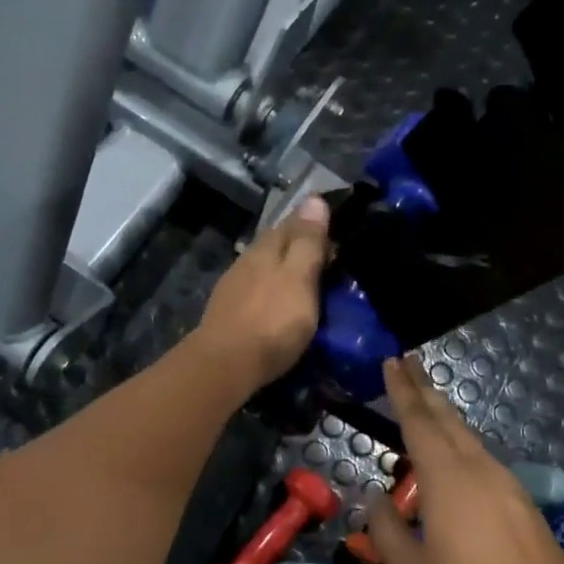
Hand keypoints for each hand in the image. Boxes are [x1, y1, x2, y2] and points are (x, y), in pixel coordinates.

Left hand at [193, 195, 331, 391]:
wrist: (226, 364)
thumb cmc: (272, 320)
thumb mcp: (299, 278)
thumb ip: (307, 241)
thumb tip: (314, 198)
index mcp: (266, 247)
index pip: (293, 221)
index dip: (314, 221)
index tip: (338, 226)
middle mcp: (247, 260)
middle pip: (277, 244)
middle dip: (300, 246)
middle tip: (329, 256)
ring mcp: (234, 287)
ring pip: (266, 268)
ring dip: (286, 270)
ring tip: (309, 281)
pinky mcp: (229, 312)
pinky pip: (258, 291)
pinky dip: (273, 291)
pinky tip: (281, 303)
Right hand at [366, 356, 563, 563]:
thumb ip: (387, 531)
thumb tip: (377, 499)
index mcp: (447, 478)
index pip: (419, 422)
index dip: (402, 390)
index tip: (392, 360)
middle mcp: (479, 469)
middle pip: (448, 418)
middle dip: (424, 388)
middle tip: (407, 362)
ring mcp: (507, 485)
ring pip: (469, 437)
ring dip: (444, 415)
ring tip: (425, 404)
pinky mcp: (523, 504)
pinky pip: (483, 458)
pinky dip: (461, 443)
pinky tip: (455, 457)